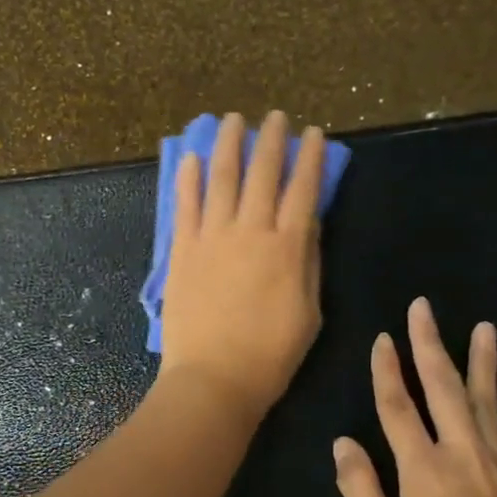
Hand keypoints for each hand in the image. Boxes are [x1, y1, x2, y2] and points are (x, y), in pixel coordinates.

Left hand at [156, 111, 325, 423]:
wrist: (215, 379)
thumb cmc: (270, 355)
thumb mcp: (309, 312)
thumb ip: (308, 263)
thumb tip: (307, 223)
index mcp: (288, 247)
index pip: (303, 189)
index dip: (310, 158)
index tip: (313, 133)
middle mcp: (251, 231)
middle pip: (263, 173)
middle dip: (272, 140)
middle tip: (276, 117)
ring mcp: (212, 238)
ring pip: (222, 178)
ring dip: (229, 145)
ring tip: (232, 120)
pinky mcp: (183, 251)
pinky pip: (185, 205)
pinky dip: (188, 178)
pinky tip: (190, 157)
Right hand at [333, 298, 496, 496]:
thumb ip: (361, 489)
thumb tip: (343, 443)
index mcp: (423, 471)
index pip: (399, 407)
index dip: (387, 371)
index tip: (382, 338)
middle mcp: (464, 457)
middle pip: (444, 389)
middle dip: (430, 346)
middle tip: (424, 308)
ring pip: (488, 405)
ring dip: (484, 364)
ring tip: (485, 328)